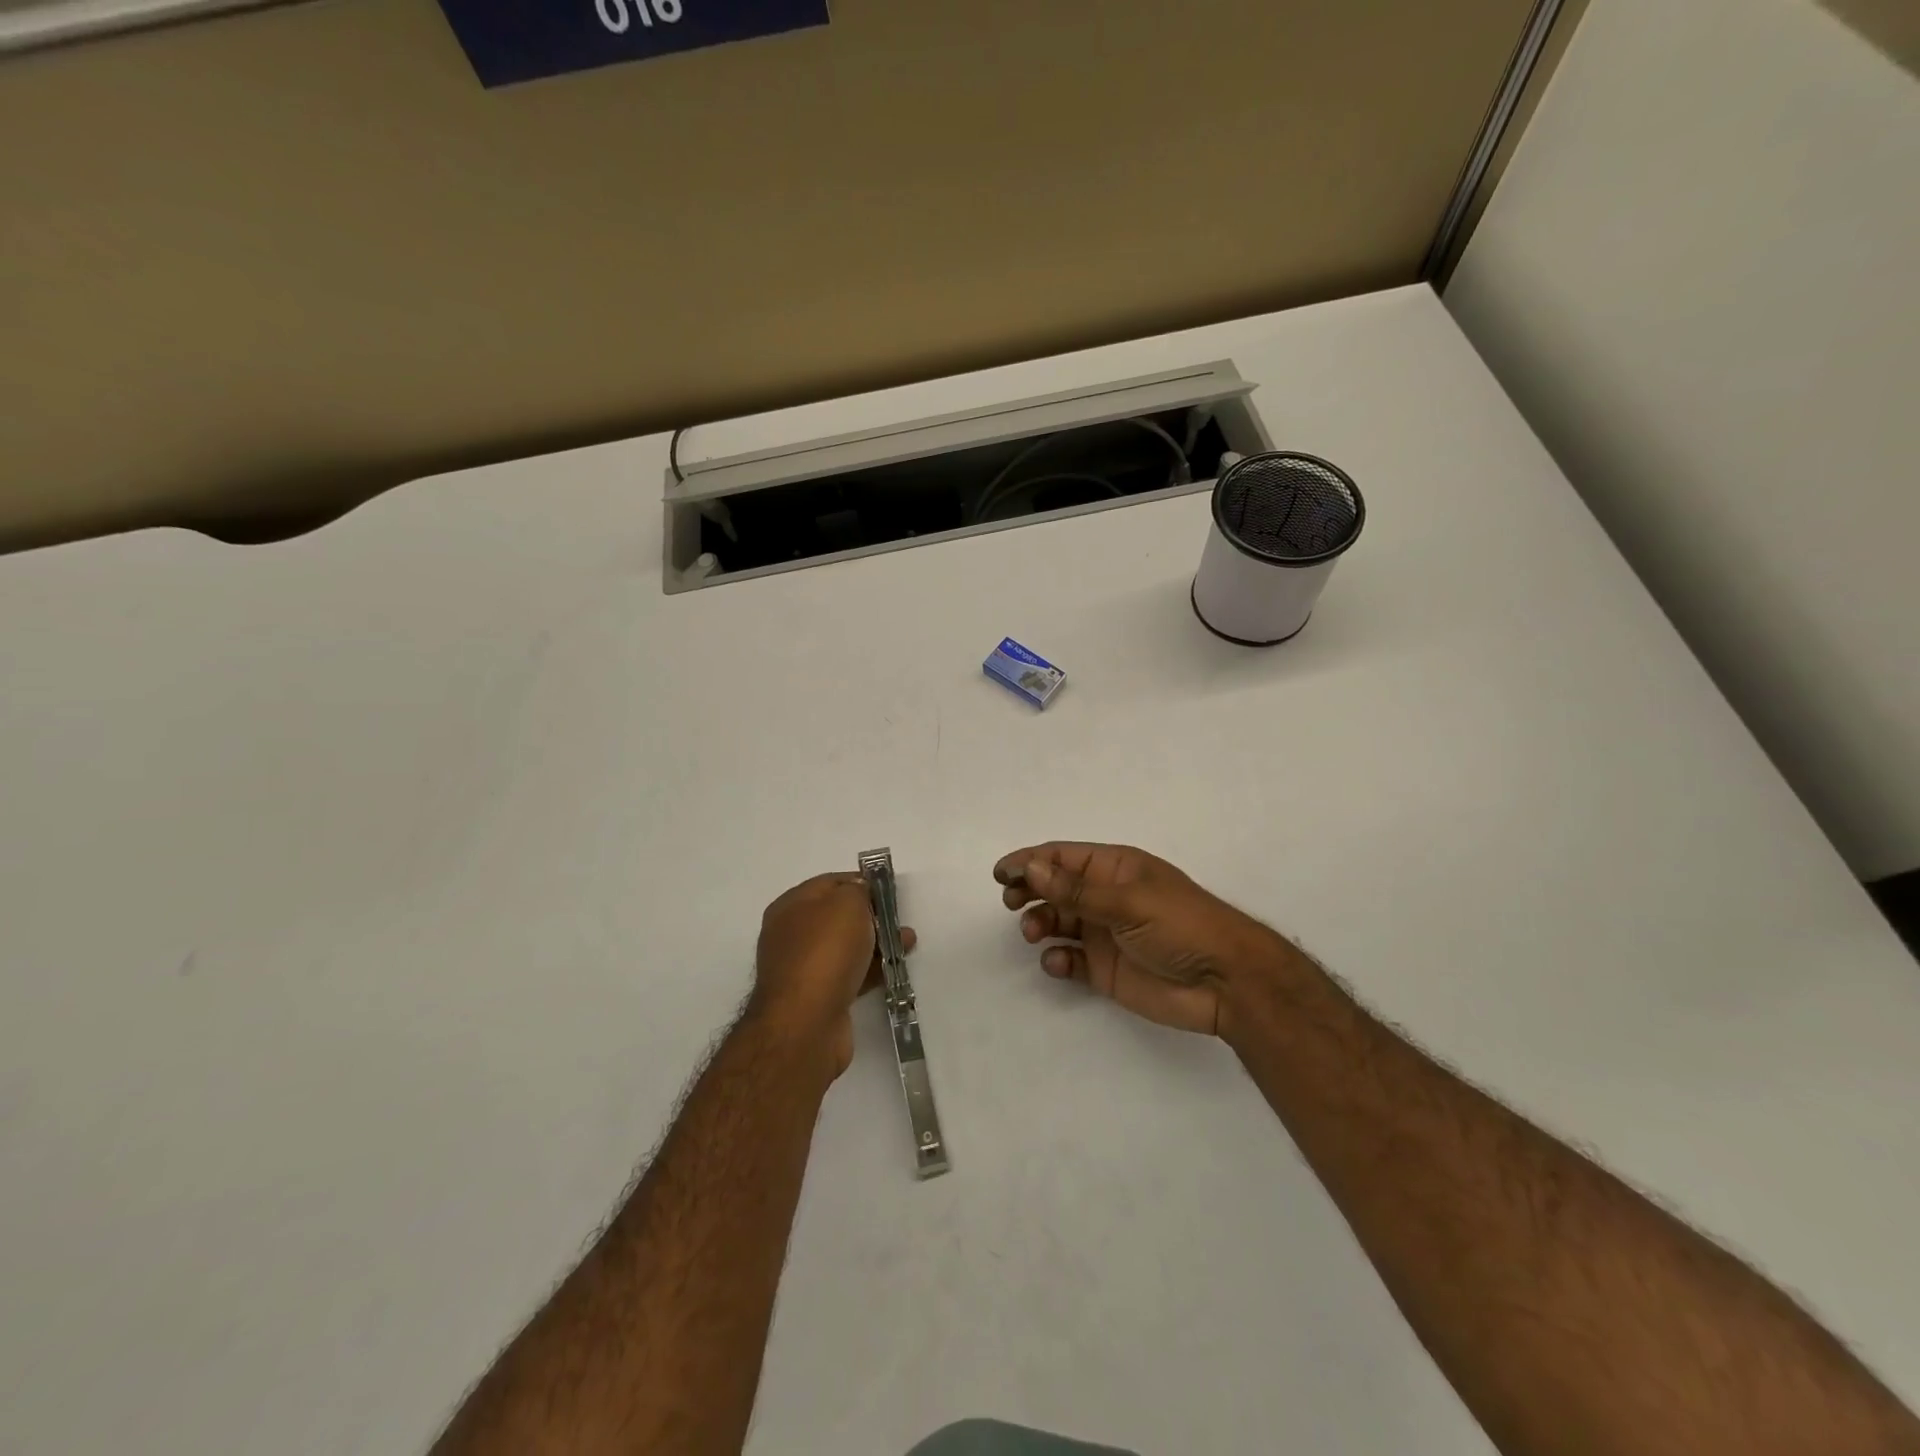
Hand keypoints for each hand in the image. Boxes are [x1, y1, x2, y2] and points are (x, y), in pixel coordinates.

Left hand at [751, 873, 914, 1078]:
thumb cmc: (825, 952)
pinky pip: (849, 974)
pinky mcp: (817, 997)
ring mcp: (803, 969)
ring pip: (846, 946)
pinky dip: (871, 969)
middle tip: (899, 919)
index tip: (888, 890)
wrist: (806, 1025)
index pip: (830, 883)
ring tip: (907, 944)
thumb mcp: (846, 903)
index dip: (860, 882)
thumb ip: (857, 890)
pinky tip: (894, 969)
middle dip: (872, 915)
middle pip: (838, 916)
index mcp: (790, 906)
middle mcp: (791, 935)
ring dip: (877, 943)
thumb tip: (860, 893)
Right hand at [995, 842, 1283, 1038]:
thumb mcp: (1128, 901)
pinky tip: (1059, 963)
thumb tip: (1030, 867)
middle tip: (1011, 902)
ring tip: (1035, 933)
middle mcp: (1105, 897)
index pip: (1063, 857)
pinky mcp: (1105, 969)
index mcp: (1115, 869)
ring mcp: (1105, 933)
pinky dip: (1057, 960)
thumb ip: (1076, 890)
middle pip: (1055, 888)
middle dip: (1030, 891)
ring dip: (1040, 924)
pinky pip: (1070, 959)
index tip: (1001, 874)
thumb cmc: (1182, 926)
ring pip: (1058, 922)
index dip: (1030, 861)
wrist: (1227, 983)